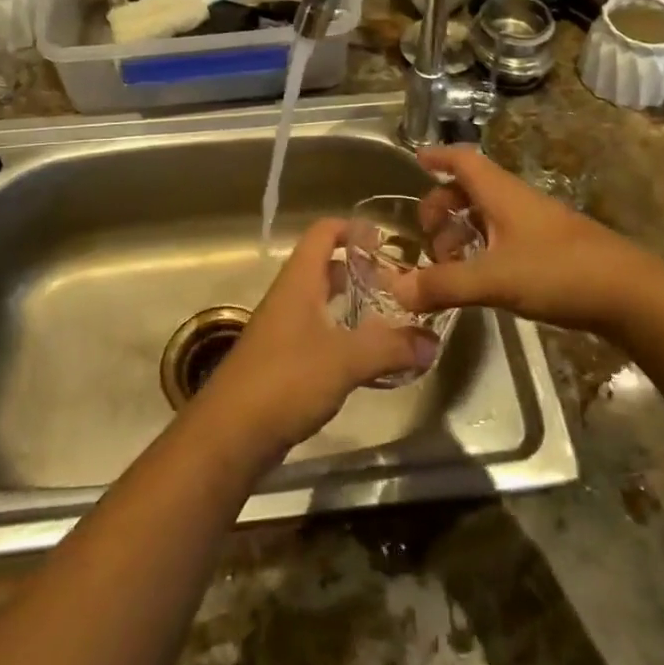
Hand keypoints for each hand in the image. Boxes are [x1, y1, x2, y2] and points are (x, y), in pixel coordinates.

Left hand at [200, 217, 436, 456]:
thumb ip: (391, 347)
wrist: (229, 436)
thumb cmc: (285, 380)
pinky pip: (318, 334)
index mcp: (299, 281)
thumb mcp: (345, 360)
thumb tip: (434, 341)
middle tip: (397, 284)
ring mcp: (283, 330)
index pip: (323, 232)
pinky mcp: (282, 362)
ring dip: (353, 305)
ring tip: (390, 318)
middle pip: (325, 267)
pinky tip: (366, 357)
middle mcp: (289, 297)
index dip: (353, 228)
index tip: (385, 241)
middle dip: (360, 270)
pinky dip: (343, 336)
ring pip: (322, 303)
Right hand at [391, 145, 662, 336]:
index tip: (415, 160)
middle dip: (442, 206)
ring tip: (448, 266)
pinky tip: (480, 279)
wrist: (630, 294)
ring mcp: (536, 225)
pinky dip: (482, 249)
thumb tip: (397, 290)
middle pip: (470, 189)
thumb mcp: (494, 278)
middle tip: (427, 236)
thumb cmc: (558, 271)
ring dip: (462, 232)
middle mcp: (516, 201)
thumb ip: (444, 284)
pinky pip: (504, 237)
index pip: (463, 160)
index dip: (438, 156)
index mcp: (501, 193)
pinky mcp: (550, 249)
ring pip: (488, 215)